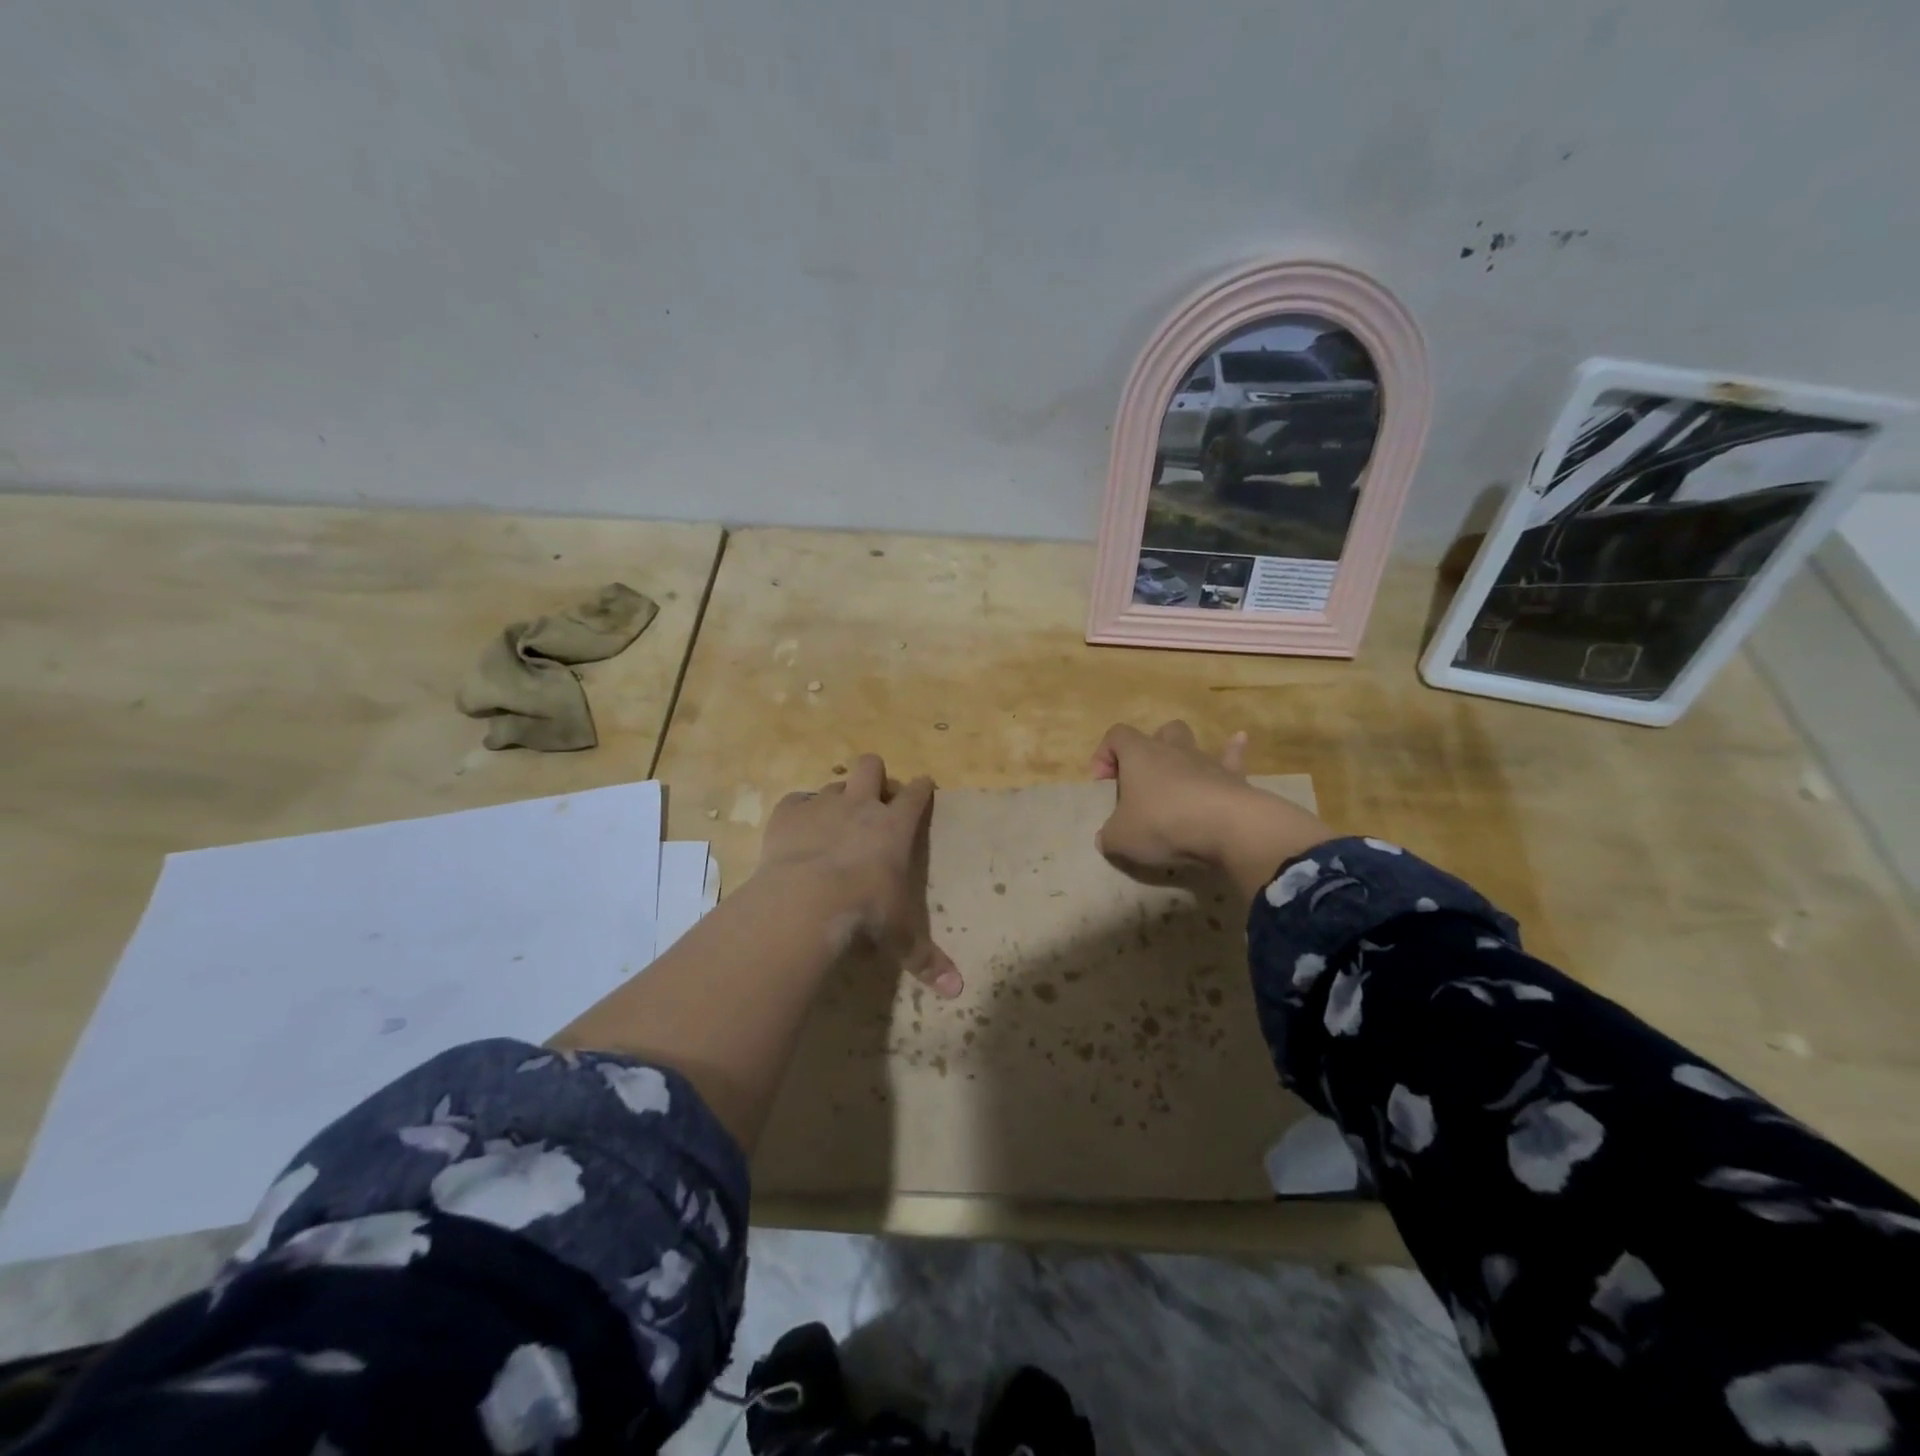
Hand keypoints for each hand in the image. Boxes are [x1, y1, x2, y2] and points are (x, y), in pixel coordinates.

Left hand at [758, 754, 962, 997]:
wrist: (807, 899)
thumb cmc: (865, 911)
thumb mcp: (899, 936)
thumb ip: (926, 959)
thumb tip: (958, 991)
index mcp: (895, 825)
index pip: (916, 793)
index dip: (921, 788)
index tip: (923, 787)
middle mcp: (861, 805)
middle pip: (871, 765)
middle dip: (874, 775)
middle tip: (872, 800)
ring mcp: (822, 805)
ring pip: (833, 784)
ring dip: (835, 798)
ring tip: (832, 822)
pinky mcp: (787, 813)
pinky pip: (795, 800)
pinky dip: (798, 812)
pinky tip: (796, 832)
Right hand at [1090, 721, 1332, 900]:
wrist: (1227, 828)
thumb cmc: (1163, 824)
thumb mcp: (1121, 838)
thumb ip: (1109, 836)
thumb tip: (1106, 838)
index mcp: (1139, 755)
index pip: (1117, 735)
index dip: (1105, 754)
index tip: (1103, 784)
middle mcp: (1172, 750)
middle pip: (1159, 732)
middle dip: (1150, 749)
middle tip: (1143, 780)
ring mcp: (1205, 761)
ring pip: (1192, 743)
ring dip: (1185, 754)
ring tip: (1182, 770)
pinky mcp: (1234, 778)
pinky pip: (1232, 757)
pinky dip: (1232, 750)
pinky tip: (1239, 740)